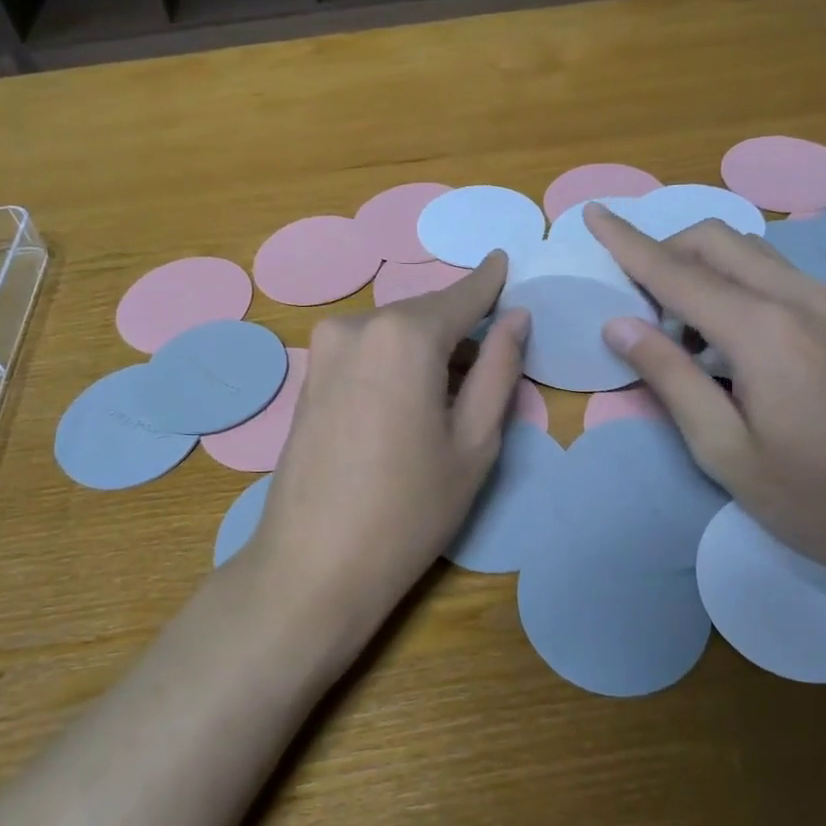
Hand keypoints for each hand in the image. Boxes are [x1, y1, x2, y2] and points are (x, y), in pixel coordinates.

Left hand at [240, 252, 530, 659]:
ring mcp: (325, 349)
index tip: (505, 260)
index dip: (488, 282)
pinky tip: (409, 405)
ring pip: (395, 333)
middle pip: (426, 314)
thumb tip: (516, 318)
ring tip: (451, 398)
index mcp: (405, 334)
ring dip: (428, 350)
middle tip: (491, 363)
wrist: (313, 566)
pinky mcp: (309, 375)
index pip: (461, 295)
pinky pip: (367, 350)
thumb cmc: (409, 509)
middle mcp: (358, 325)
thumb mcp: (474, 442)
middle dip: (460, 329)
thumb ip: (499, 369)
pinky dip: (397, 362)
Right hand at [584, 205, 825, 581]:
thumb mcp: (724, 449)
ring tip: (683, 335)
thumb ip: (670, 377)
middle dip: (665, 251)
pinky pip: (775, 274)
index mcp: (762, 330)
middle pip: (716, 239)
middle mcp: (798, 298)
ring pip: (748, 251)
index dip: (627, 242)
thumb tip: (618, 324)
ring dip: (702, 269)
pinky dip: (735, 283)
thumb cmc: (815, 498)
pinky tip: (728, 342)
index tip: (592, 213)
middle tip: (638, 307)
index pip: (676, 270)